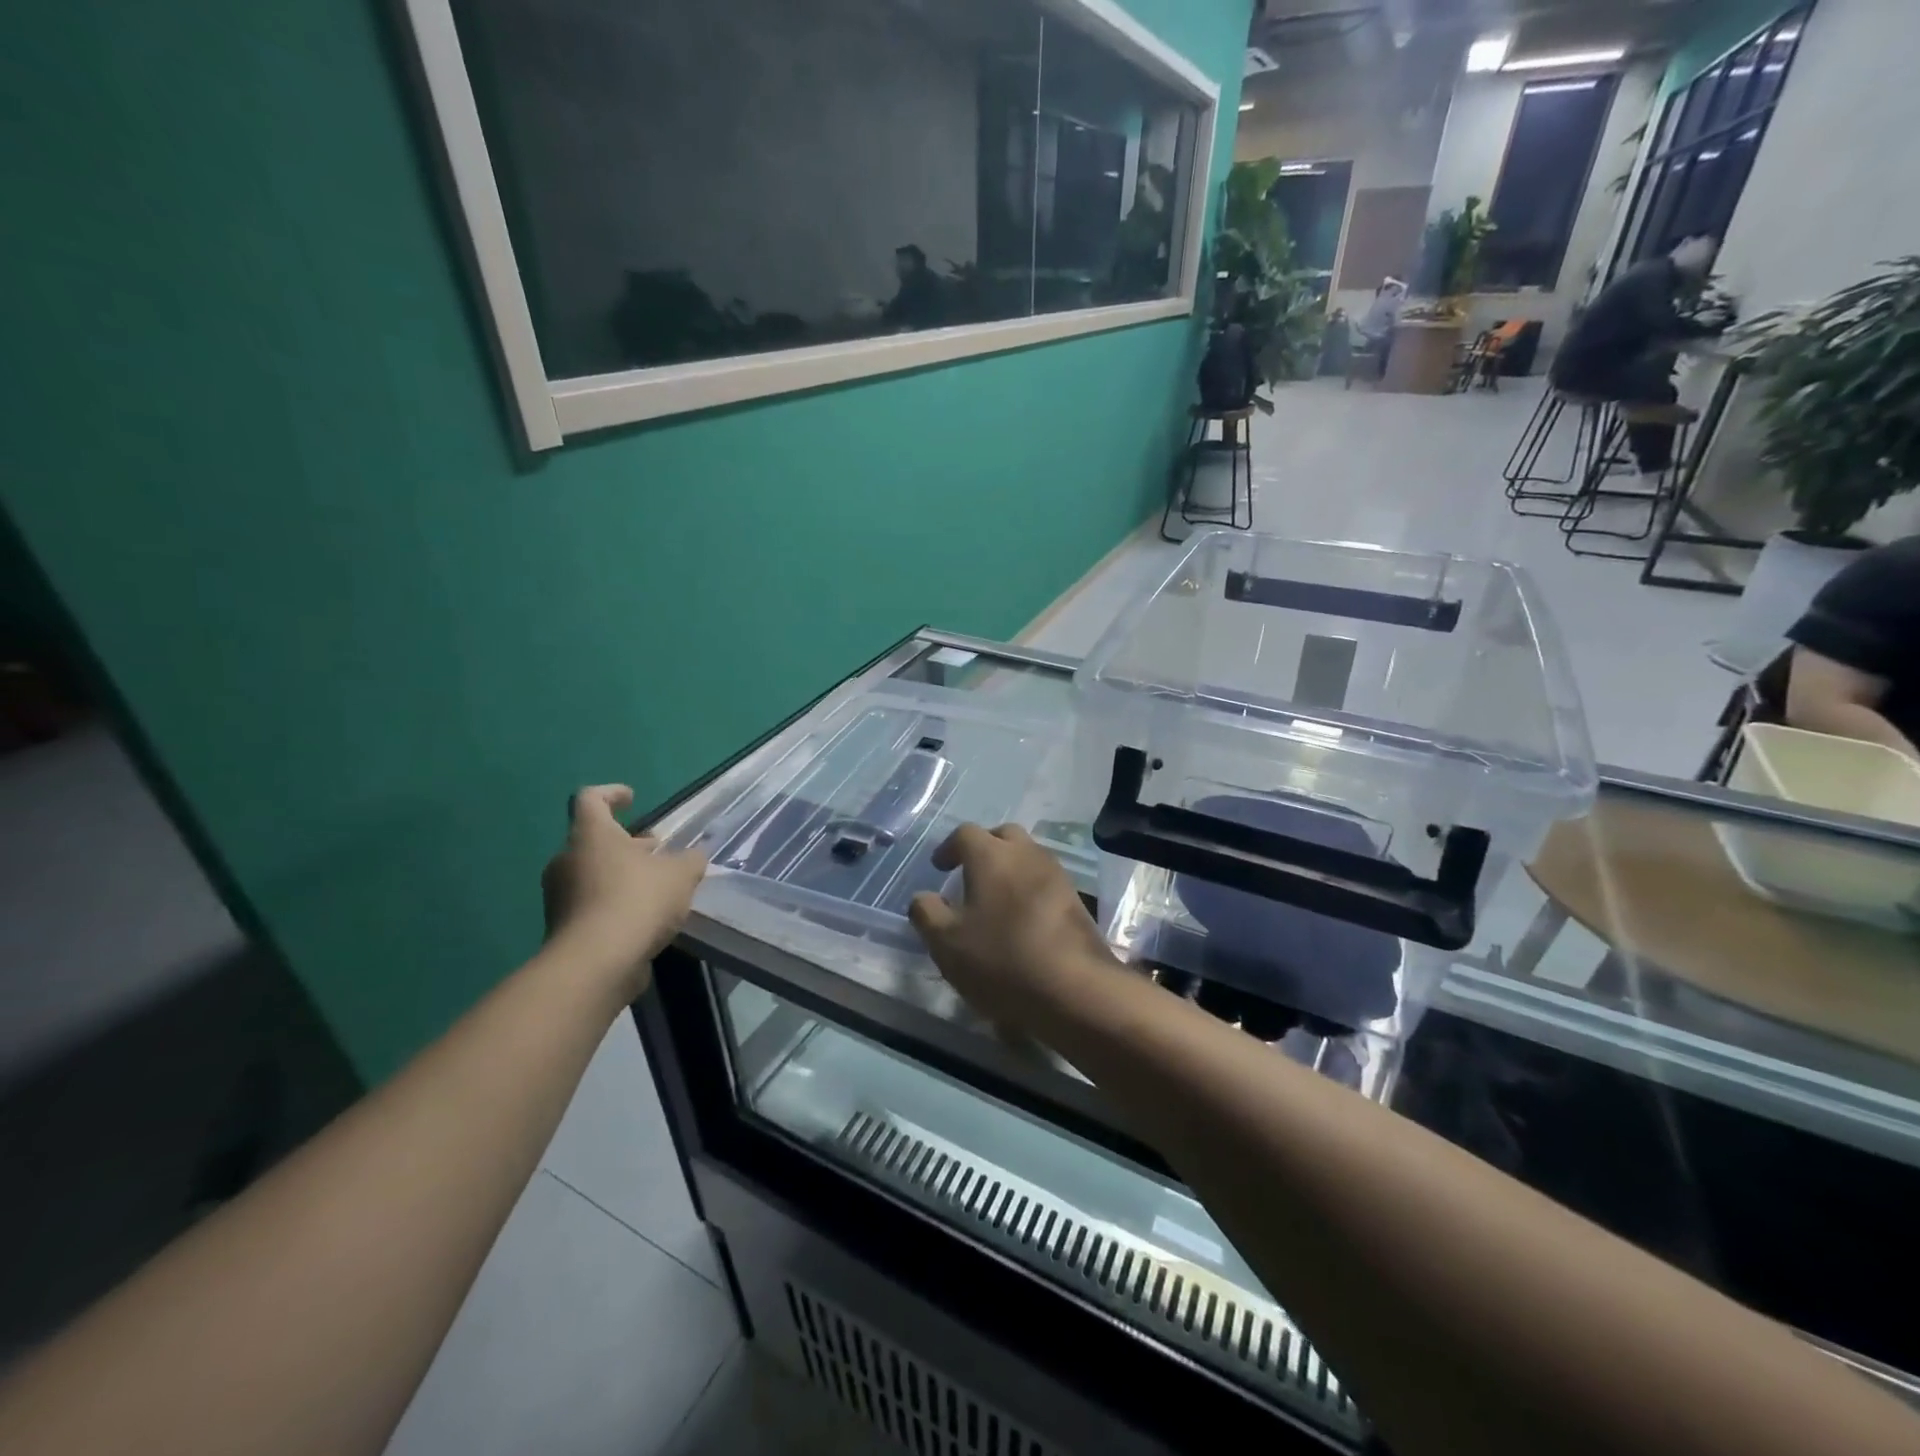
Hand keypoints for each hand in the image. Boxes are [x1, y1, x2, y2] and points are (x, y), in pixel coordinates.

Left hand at [541, 785, 706, 998]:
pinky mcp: (563, 929)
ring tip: (658, 887)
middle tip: (658, 851)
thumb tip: (695, 856)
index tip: (633, 799)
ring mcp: (560, 896)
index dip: (612, 793)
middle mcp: (567, 860)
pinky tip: (645, 918)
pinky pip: (591, 904)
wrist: (595, 964)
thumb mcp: (680, 875)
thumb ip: (690, 860)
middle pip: (595, 840)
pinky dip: (615, 903)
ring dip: (623, 875)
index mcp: (591, 835)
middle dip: (628, 843)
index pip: (590, 799)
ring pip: (593, 873)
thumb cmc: (637, 901)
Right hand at [908, 823, 1117, 1033]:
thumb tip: (923, 896)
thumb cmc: (1001, 959)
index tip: (939, 868)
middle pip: (1002, 836)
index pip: (964, 833)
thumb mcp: (946, 943)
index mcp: (991, 855)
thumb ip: (927, 913)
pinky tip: (1022, 919)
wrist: (1075, 987)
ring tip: (995, 899)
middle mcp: (1026, 853)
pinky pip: (1045, 881)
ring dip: (1009, 868)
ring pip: (1028, 856)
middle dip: (984, 848)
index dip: (948, 848)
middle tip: (970, 874)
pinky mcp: (1076, 899)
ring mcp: (1056, 874)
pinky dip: (1029, 889)